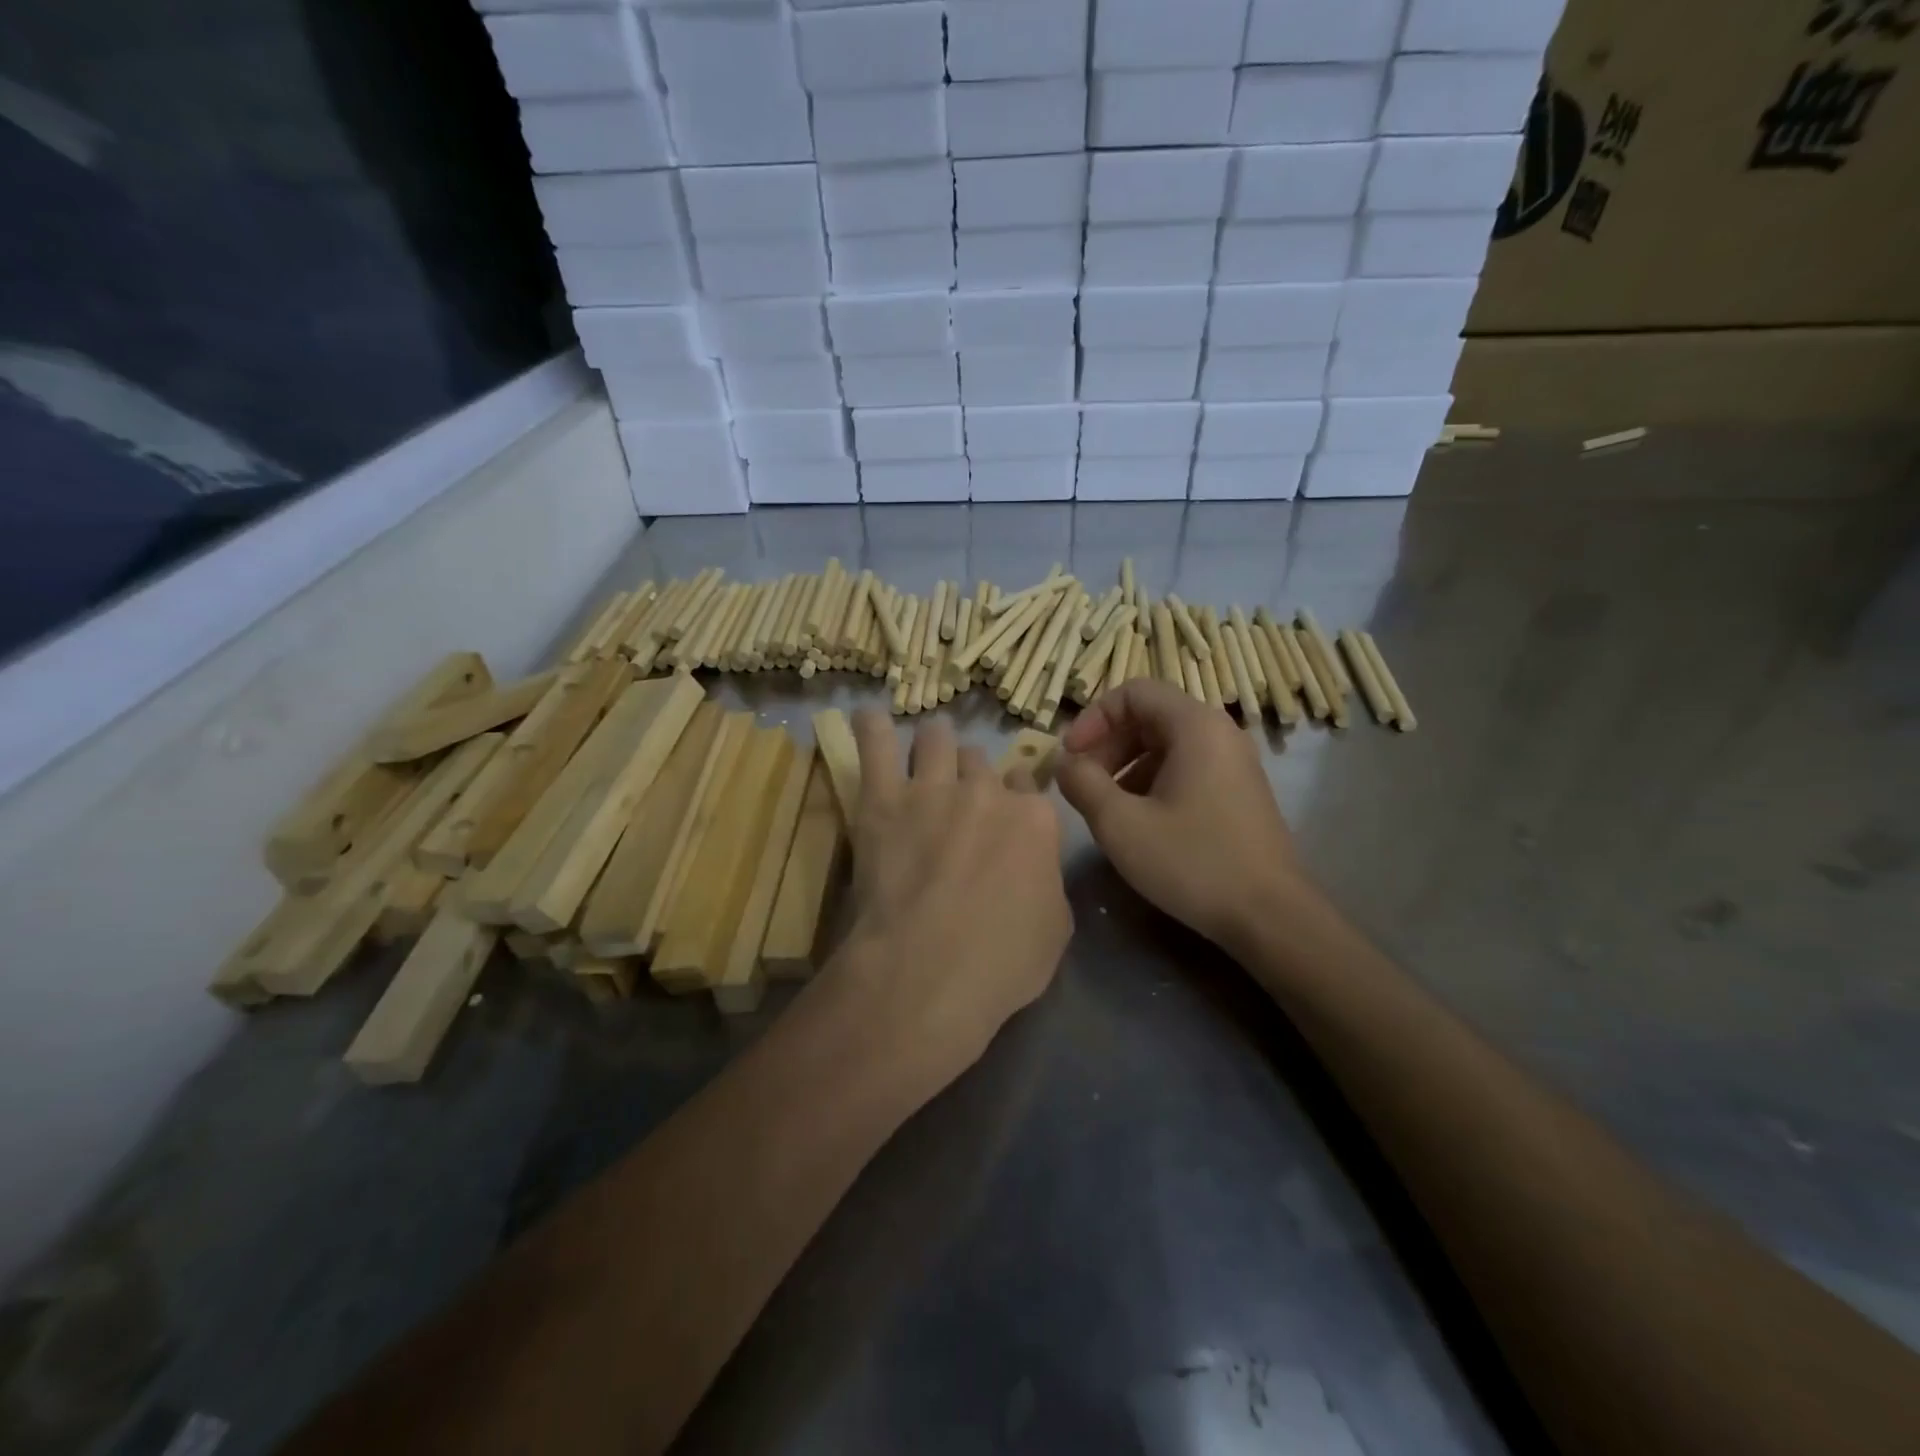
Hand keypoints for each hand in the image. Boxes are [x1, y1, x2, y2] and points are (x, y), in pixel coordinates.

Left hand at [824, 711, 1072, 1091]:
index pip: (1028, 786)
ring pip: (937, 739)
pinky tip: (867, 716)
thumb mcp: (1055, 930)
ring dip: (935, 739)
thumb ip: (1046, 882)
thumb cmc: (1001, 964)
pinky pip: (876, 746)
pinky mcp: (884, 799)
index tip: (1004, 810)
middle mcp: (987, 792)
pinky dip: (871, 727)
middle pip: (981, 762)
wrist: (928, 970)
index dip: (1014, 796)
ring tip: (928, 742)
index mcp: (1035, 820)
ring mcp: (934, 789)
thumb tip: (1034, 868)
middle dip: (974, 773)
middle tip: (961, 793)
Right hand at [1056, 678, 1305, 950]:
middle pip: (1149, 716)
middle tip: (1082, 783)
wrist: (1270, 917)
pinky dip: (1153, 782)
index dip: (1093, 718)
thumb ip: (1082, 783)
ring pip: (1166, 745)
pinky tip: (1140, 822)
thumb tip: (1064, 764)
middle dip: (1107, 745)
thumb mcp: (1120, 823)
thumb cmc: (1192, 861)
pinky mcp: (1239, 792)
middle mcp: (1220, 733)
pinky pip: (1186, 768)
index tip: (1070, 756)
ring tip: (1106, 807)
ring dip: (1126, 767)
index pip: (1133, 692)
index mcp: (1195, 726)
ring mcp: (1234, 763)